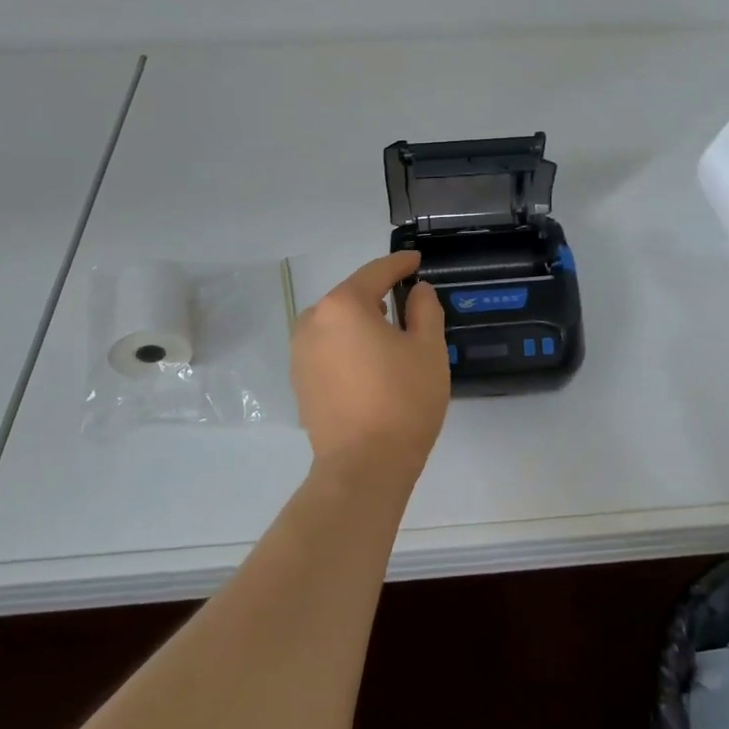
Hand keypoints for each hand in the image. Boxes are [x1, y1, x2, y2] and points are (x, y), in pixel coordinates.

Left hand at [291, 251, 451, 486]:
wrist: (363, 467)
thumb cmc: (402, 401)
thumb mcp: (428, 349)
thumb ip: (424, 309)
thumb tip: (417, 291)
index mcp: (343, 306)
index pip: (376, 273)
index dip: (400, 264)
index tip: (416, 261)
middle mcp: (313, 321)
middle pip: (352, 297)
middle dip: (379, 296)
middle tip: (408, 304)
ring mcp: (300, 353)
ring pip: (337, 323)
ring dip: (361, 322)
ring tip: (389, 335)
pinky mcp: (299, 380)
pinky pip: (327, 348)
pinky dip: (348, 346)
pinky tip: (368, 364)